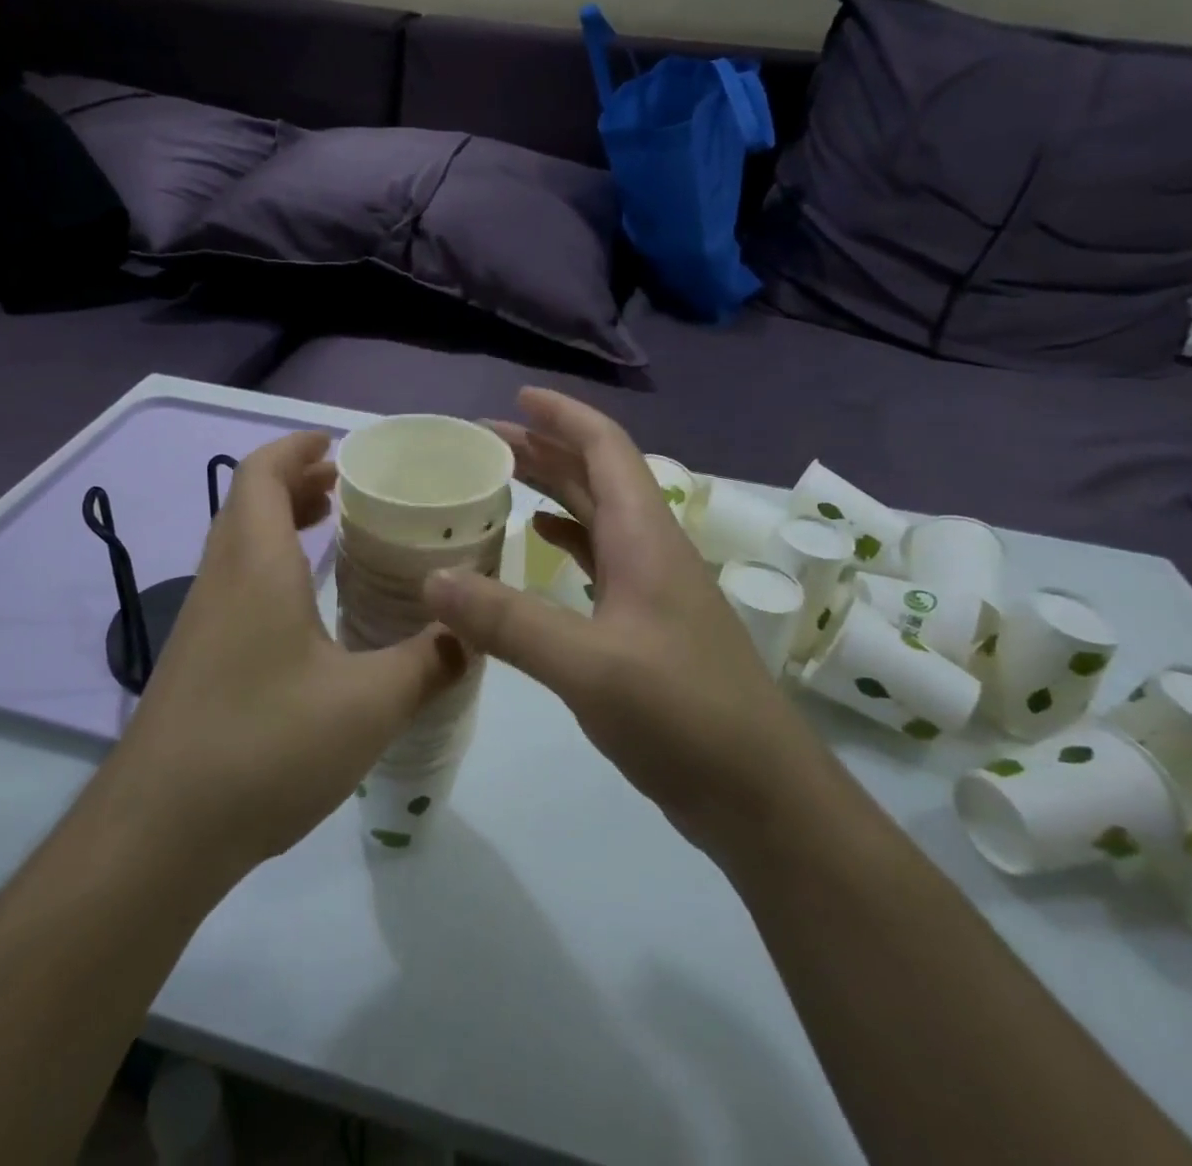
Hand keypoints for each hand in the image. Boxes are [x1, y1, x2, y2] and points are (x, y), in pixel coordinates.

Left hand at [102, 432, 468, 879]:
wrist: (158, 834)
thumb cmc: (264, 747)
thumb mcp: (368, 706)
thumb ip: (427, 664)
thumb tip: (471, 636)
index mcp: (256, 566)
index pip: (262, 474)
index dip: (296, 448)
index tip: (337, 445)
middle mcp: (221, 580)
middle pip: (248, 503)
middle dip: (296, 482)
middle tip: (349, 487)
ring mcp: (201, 621)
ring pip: (239, 545)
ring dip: (281, 523)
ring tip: (333, 529)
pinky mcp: (196, 658)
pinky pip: (236, 583)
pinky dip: (272, 565)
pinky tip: (307, 609)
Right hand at [424, 389, 809, 855]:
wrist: (760, 794)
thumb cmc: (683, 716)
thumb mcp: (589, 666)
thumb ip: (508, 622)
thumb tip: (431, 579)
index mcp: (646, 537)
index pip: (606, 448)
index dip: (564, 416)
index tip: (517, 397)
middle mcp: (651, 549)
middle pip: (596, 477)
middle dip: (545, 449)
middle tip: (484, 442)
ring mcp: (653, 589)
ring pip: (598, 517)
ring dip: (554, 491)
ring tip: (501, 482)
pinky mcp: (647, 625)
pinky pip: (600, 560)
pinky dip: (567, 540)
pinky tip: (539, 544)